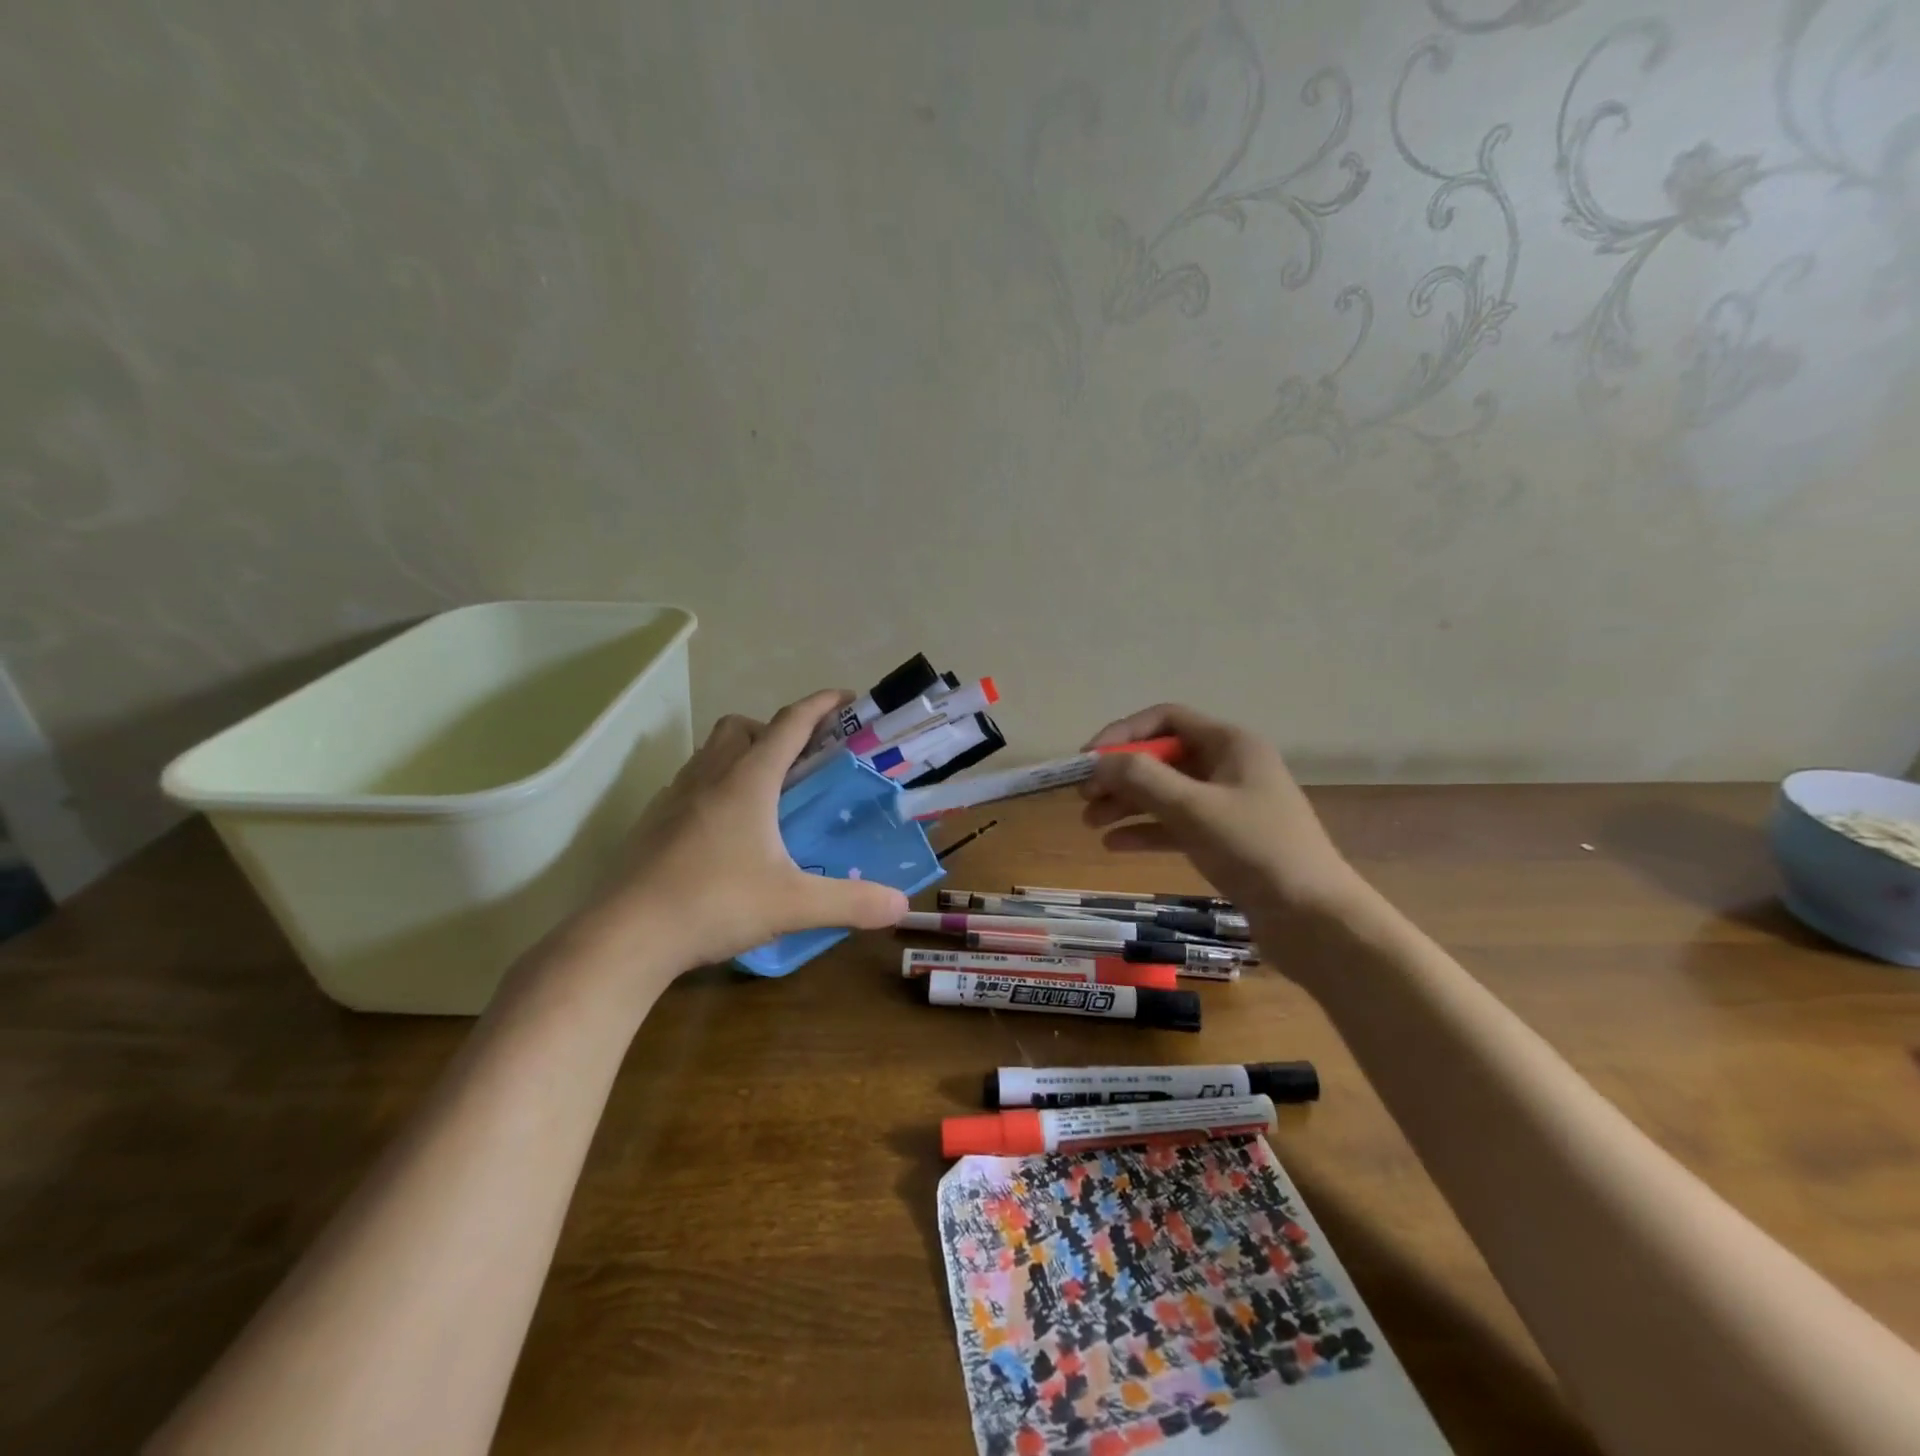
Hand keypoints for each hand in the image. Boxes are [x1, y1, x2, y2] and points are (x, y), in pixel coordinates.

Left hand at [574, 690, 909, 973]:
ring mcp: (674, 797)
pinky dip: (715, 787)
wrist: (625, 937)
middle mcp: (709, 777)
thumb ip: (850, 902)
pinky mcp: (653, 822)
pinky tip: (727, 830)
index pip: (790, 723)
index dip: (821, 705)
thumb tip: (899, 904)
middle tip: (801, 764)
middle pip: (741, 727)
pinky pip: (690, 783)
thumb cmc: (713, 904)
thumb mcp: (793, 904)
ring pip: (710, 752)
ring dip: (741, 755)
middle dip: (775, 730)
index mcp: (747, 781)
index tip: (847, 698)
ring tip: (767, 796)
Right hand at [1080, 704, 1363, 923]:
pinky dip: (1145, 830)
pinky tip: (1114, 845)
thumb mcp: (1193, 808)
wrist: (1313, 918)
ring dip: (1127, 803)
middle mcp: (1228, 766)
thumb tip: (1098, 762)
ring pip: (1166, 792)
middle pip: (1162, 757)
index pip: (1166, 719)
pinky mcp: (1225, 839)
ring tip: (1089, 824)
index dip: (1123, 734)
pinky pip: (1176, 824)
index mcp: (1230, 744)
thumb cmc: (1255, 849)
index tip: (1087, 760)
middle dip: (1120, 774)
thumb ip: (1141, 779)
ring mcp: (1228, 804)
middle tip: (1083, 797)